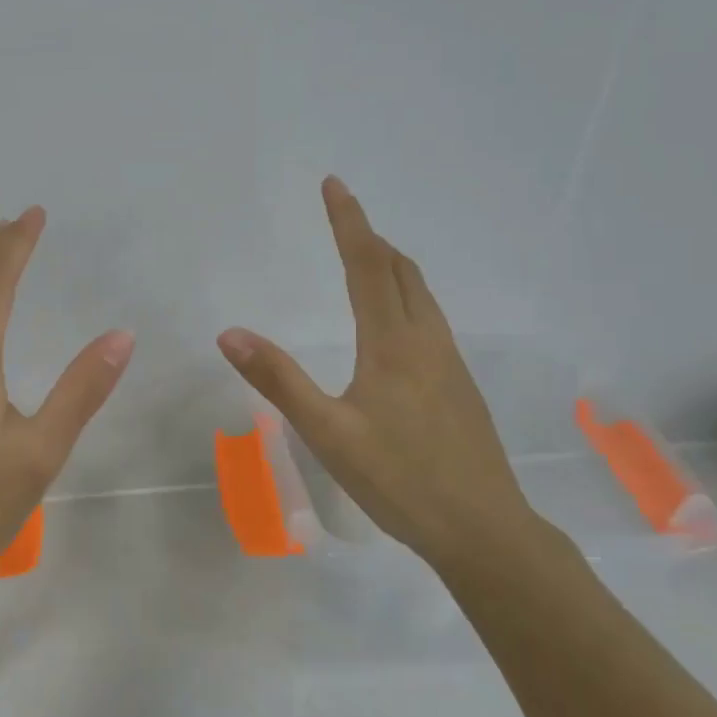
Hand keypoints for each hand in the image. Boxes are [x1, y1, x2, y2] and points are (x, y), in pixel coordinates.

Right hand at [216, 177, 537, 570]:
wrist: (486, 532)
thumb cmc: (401, 481)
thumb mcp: (328, 433)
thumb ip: (279, 380)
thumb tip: (230, 333)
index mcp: (393, 343)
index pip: (368, 264)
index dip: (349, 221)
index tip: (334, 184)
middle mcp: (426, 341)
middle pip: (401, 270)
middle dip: (370, 237)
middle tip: (342, 217)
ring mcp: (449, 363)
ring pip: (421, 294)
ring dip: (391, 265)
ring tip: (364, 259)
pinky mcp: (459, 386)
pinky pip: (429, 319)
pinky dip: (405, 296)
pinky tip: (393, 324)